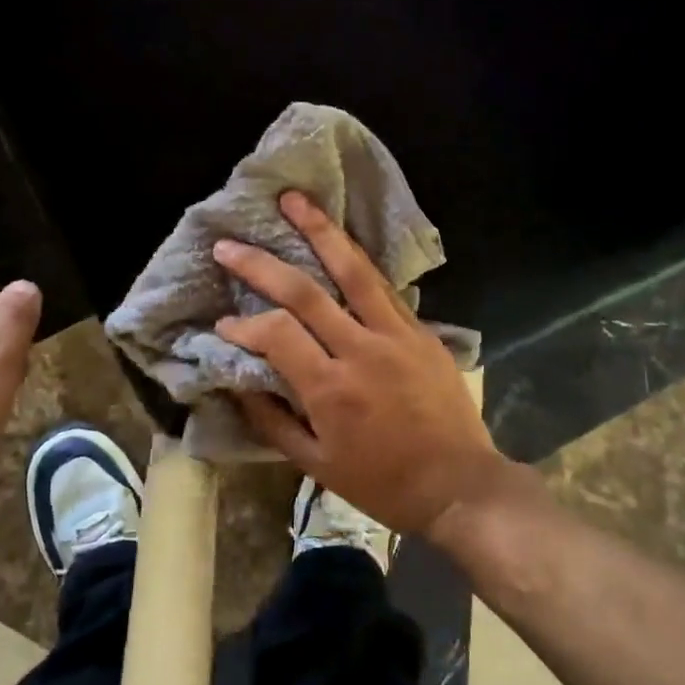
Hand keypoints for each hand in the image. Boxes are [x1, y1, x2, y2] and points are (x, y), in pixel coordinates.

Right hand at [213, 191, 505, 537]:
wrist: (459, 484)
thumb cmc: (383, 483)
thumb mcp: (317, 466)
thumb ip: (273, 422)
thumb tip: (238, 384)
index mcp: (331, 389)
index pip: (276, 335)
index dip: (244, 324)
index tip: (225, 323)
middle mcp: (360, 350)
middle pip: (304, 291)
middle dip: (261, 264)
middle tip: (229, 245)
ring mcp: (396, 334)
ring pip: (352, 270)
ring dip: (320, 230)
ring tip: (294, 199)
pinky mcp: (421, 331)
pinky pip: (384, 287)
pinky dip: (358, 259)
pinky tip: (341, 240)